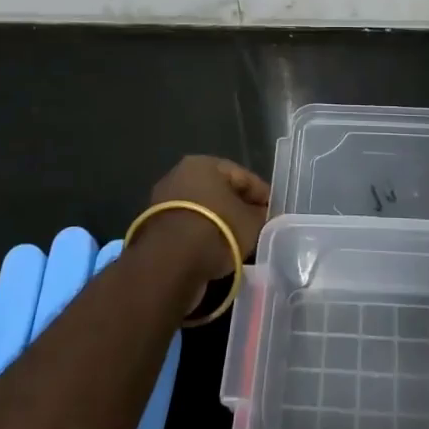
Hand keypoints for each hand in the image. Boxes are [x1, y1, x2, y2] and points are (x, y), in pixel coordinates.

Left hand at [142, 155, 270, 282]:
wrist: (170, 265)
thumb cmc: (217, 230)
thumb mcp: (251, 222)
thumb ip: (260, 214)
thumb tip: (261, 213)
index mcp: (204, 164)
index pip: (242, 176)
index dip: (261, 194)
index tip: (274, 211)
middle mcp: (180, 175)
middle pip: (219, 191)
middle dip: (238, 207)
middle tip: (257, 225)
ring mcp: (163, 201)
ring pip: (202, 209)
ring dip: (219, 222)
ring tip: (237, 241)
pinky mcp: (154, 227)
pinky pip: (188, 226)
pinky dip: (202, 235)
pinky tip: (215, 250)